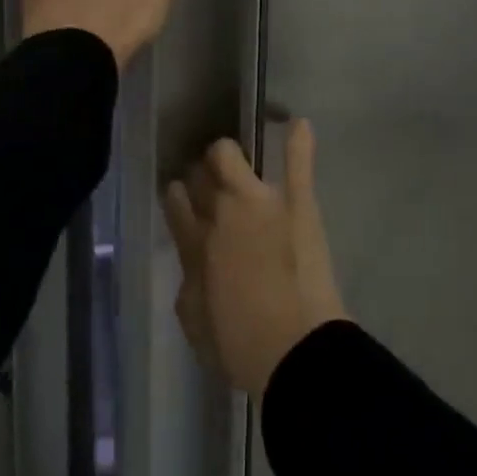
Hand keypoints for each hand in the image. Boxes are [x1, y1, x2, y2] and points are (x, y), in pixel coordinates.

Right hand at [163, 120, 348, 399]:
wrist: (295, 351)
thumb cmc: (241, 346)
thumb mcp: (197, 323)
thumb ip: (190, 284)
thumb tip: (195, 263)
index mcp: (195, 245)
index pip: (176, 205)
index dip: (177, 198)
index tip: (179, 195)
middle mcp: (220, 213)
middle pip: (200, 176)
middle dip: (200, 176)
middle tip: (210, 186)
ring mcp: (260, 201)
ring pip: (230, 156)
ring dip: (227, 156)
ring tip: (233, 161)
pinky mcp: (297, 202)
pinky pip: (297, 163)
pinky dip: (299, 142)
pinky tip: (299, 124)